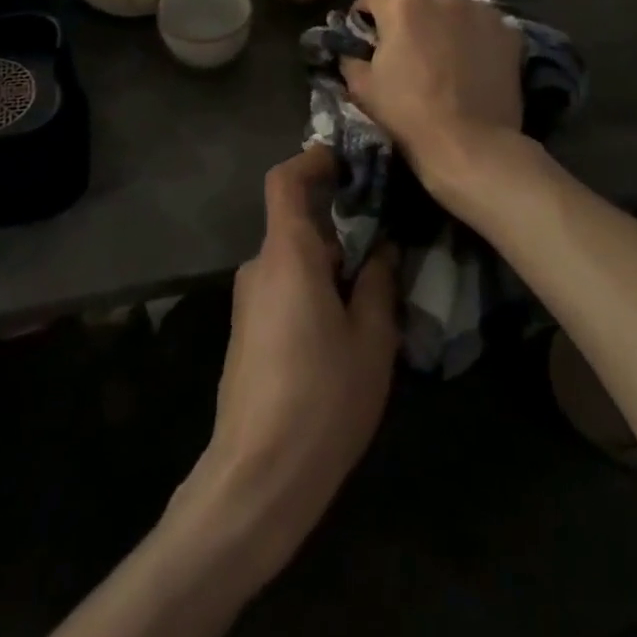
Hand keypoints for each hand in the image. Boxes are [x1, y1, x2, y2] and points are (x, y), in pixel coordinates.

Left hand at [186, 148, 397, 584]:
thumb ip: (378, 284)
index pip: (285, 181)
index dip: (312, 160)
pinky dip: (315, 290)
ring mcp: (249, 301)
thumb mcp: (370, 341)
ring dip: (332, 266)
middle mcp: (260, 266)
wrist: (257, 477)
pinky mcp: (247, 331)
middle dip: (341, 228)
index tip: (348, 160)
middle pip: (298, 224)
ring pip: (295, 261)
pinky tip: (346, 332)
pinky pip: (284, 289)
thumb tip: (382, 249)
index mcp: (287, 254)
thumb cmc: (321, 400)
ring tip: (376, 297)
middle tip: (388, 247)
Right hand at [340, 0, 523, 204]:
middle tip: (408, 57)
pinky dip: (475, 42)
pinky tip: (473, 68)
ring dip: (443, 29)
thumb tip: (351, 51)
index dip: (363, 16)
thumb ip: (350, 59)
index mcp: (403, 4)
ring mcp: (482, 12)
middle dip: (409, 24)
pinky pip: (482, 30)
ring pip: (451, 14)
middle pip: (416, 3)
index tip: (365, 40)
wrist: (471, 146)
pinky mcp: (509, 33)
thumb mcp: (362, 88)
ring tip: (445, 64)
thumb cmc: (408, 113)